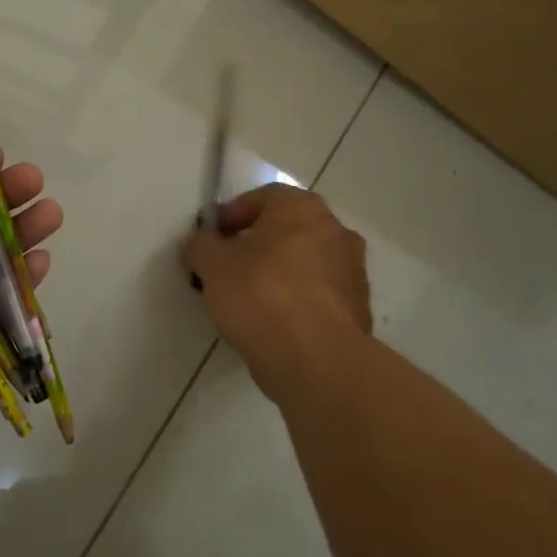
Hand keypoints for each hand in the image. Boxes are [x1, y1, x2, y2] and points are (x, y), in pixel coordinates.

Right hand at [181, 184, 370, 394]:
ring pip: (304, 263)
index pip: (263, 197)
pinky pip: (316, 296)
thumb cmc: (262, 296)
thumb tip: (199, 244)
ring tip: (247, 301)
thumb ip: (200, 246)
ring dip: (278, 274)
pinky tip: (272, 324)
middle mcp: (335, 231)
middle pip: (287, 230)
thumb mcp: (213, 266)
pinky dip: (296, 302)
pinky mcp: (357, 310)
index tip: (212, 240)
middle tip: (227, 268)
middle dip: (256, 245)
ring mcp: (353, 271)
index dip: (232, 215)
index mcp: (302, 208)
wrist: (317, 360)